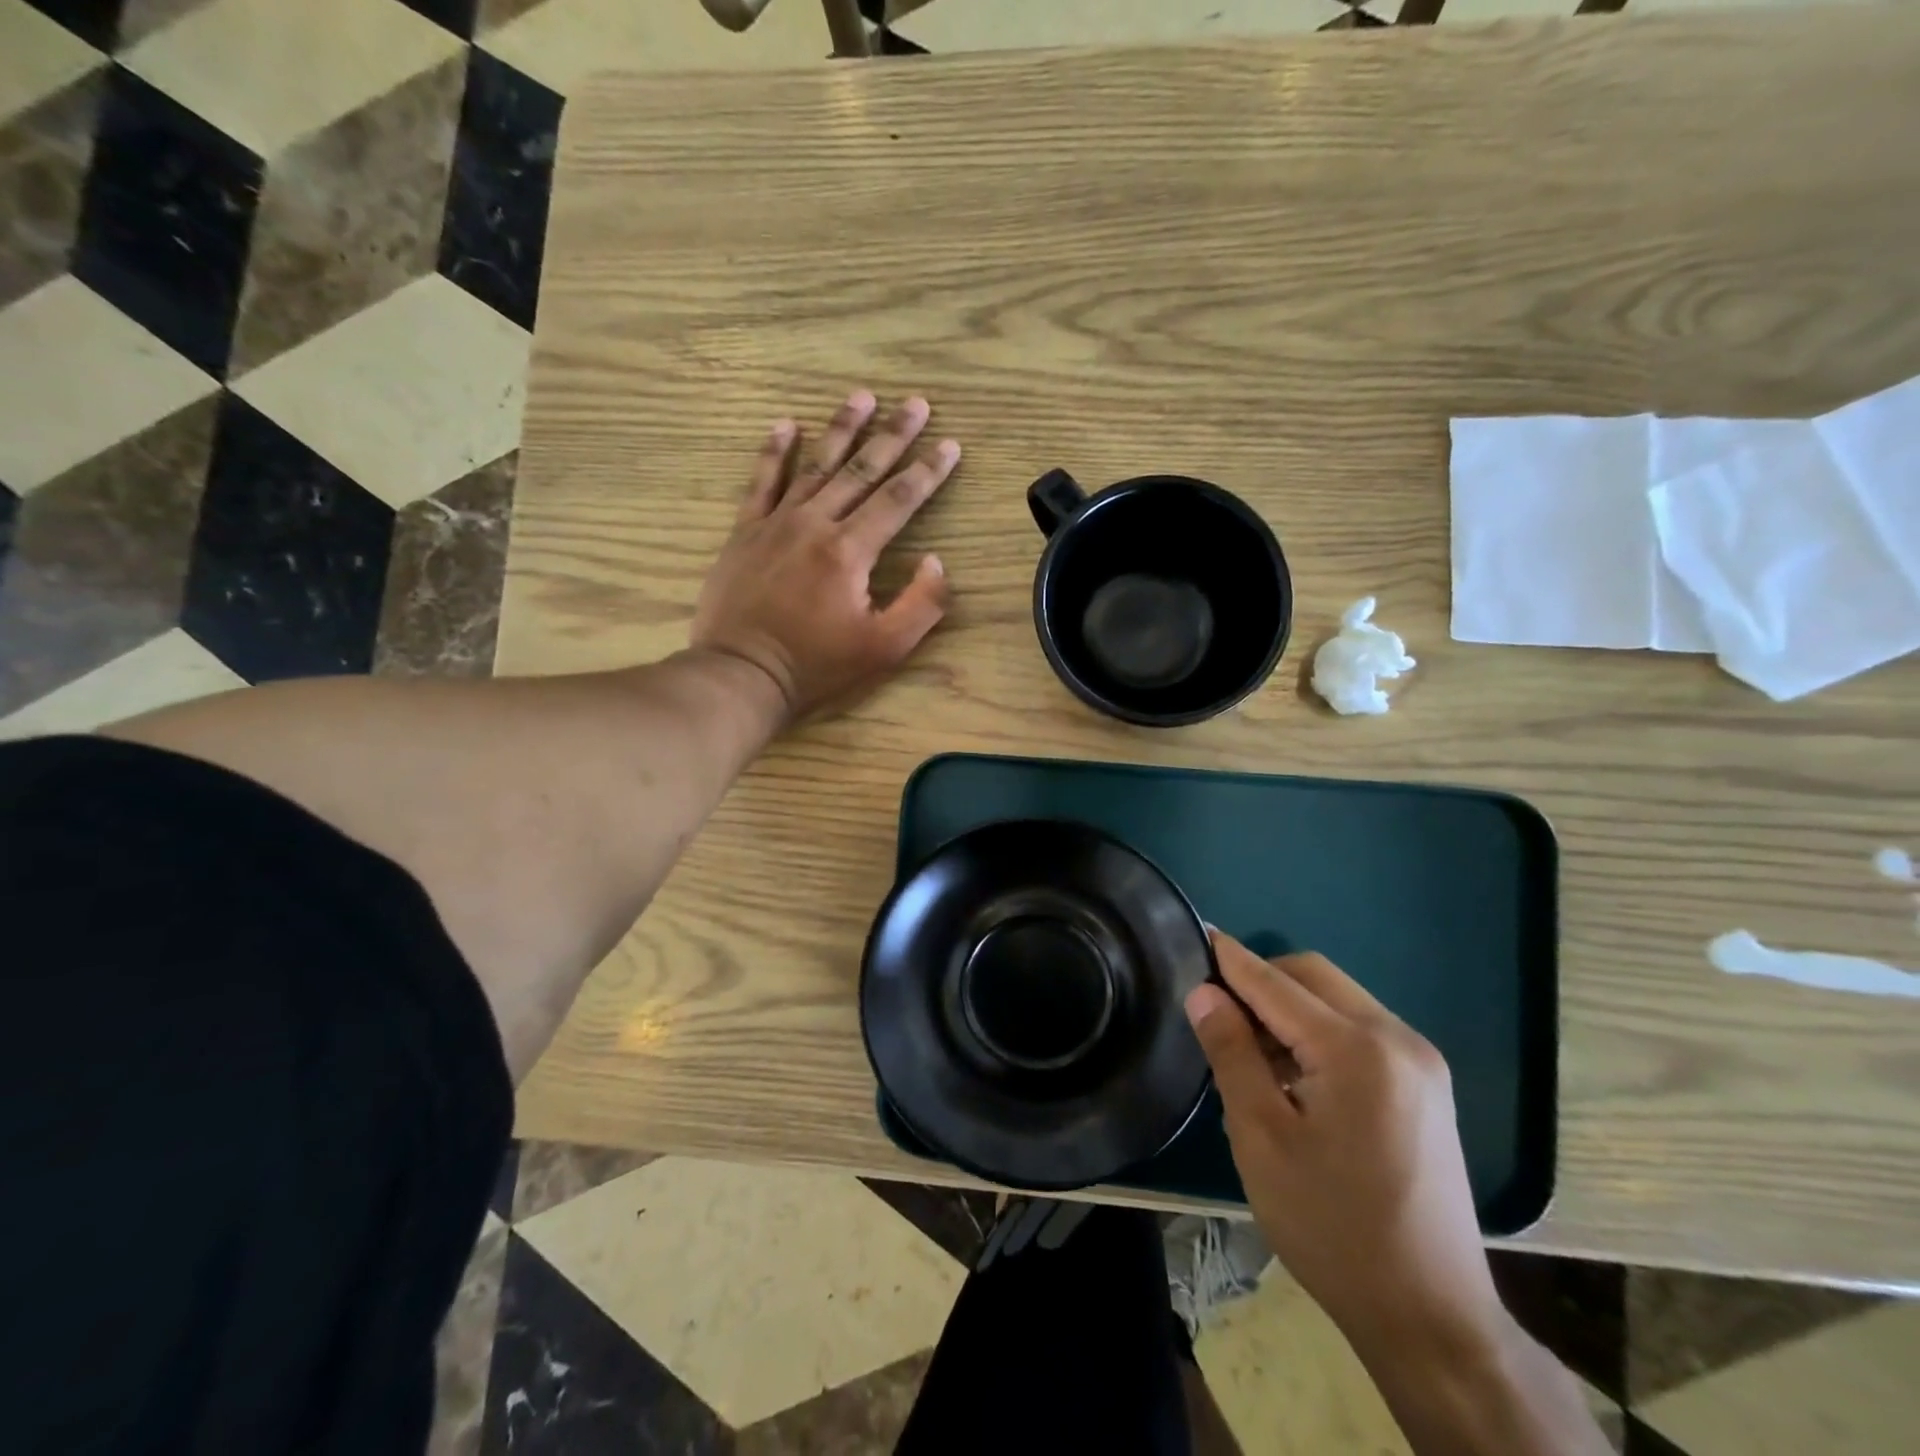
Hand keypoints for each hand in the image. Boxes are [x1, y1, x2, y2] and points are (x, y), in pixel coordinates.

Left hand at [692, 391, 959, 722]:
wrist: (742, 673)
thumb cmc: (817, 665)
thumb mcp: (884, 648)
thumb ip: (921, 604)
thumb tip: (936, 561)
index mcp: (850, 551)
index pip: (898, 499)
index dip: (928, 470)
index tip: (950, 444)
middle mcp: (815, 523)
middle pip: (861, 470)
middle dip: (893, 435)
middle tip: (916, 403)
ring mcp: (776, 523)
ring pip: (815, 465)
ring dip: (841, 429)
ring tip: (862, 397)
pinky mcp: (745, 532)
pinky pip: (762, 482)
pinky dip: (774, 452)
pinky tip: (786, 424)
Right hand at [1184, 933, 1504, 1354]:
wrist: (1430, 1316)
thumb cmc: (1331, 1225)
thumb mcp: (1261, 1136)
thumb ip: (1231, 1052)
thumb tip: (1204, 992)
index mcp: (1356, 1049)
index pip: (1275, 982)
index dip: (1230, 960)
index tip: (1194, 937)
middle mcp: (1397, 1039)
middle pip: (1313, 976)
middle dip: (1261, 979)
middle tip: (1216, 1011)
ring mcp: (1420, 1061)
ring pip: (1337, 998)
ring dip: (1289, 1006)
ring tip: (1251, 1049)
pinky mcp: (1426, 1085)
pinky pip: (1360, 1028)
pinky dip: (1318, 1030)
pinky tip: (1295, 1072)